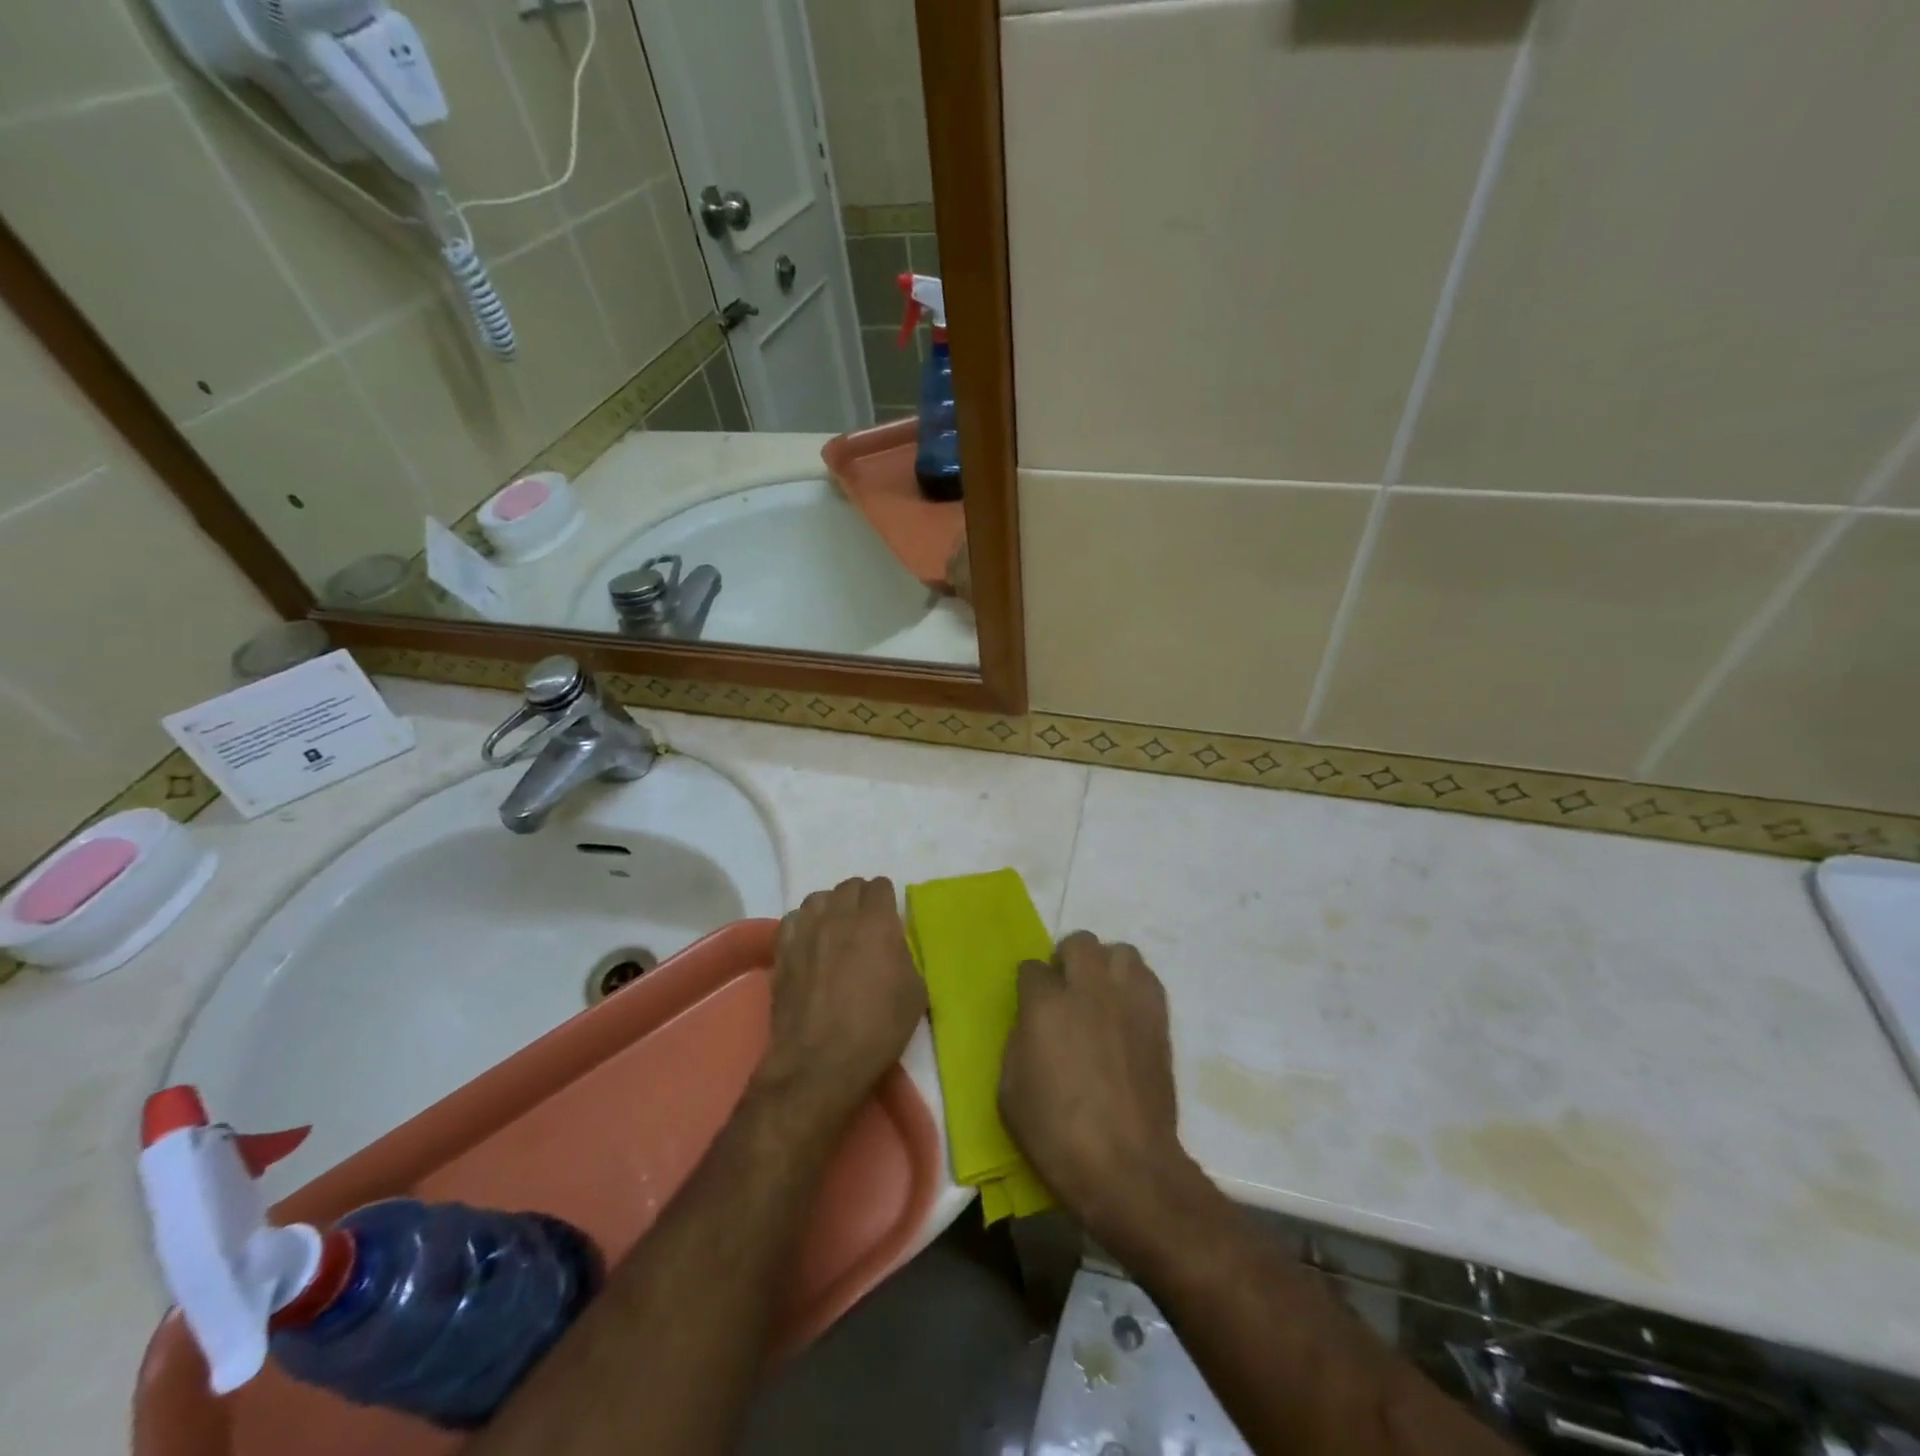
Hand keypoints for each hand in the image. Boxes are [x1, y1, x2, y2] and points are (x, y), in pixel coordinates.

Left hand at [757, 877, 926, 1125]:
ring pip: (819, 898)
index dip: (887, 900)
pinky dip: (804, 924)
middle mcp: (839, 915)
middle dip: (861, 900)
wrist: (821, 1061)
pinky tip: (809, 944)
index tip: (890, 920)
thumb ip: (905, 956)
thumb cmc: (878, 1028)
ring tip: (836, 931)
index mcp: (877, 921)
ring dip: (831, 908)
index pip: (881, 886)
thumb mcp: (915, 992)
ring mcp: (806, 930)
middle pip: (850, 886)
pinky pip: (793, 919)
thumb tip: (894, 946)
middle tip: (866, 926)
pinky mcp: (782, 949)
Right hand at [1000, 932, 1202, 1254]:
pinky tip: (1126, 1013)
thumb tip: (1032, 1024)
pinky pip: (1147, 979)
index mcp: (1045, 1006)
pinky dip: (1134, 986)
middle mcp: (1088, 990)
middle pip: (1079, 942)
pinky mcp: (1159, 1018)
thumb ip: (1018, 1042)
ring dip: (1106, 966)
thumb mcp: (1010, 1091)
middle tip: (1065, 990)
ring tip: (1101, 995)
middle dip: (1067, 959)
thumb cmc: (1057, 1136)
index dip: (1029, 986)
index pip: (1031, 968)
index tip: (1030, 1006)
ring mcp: (1128, 1000)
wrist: (1127, 1167)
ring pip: (1120, 951)